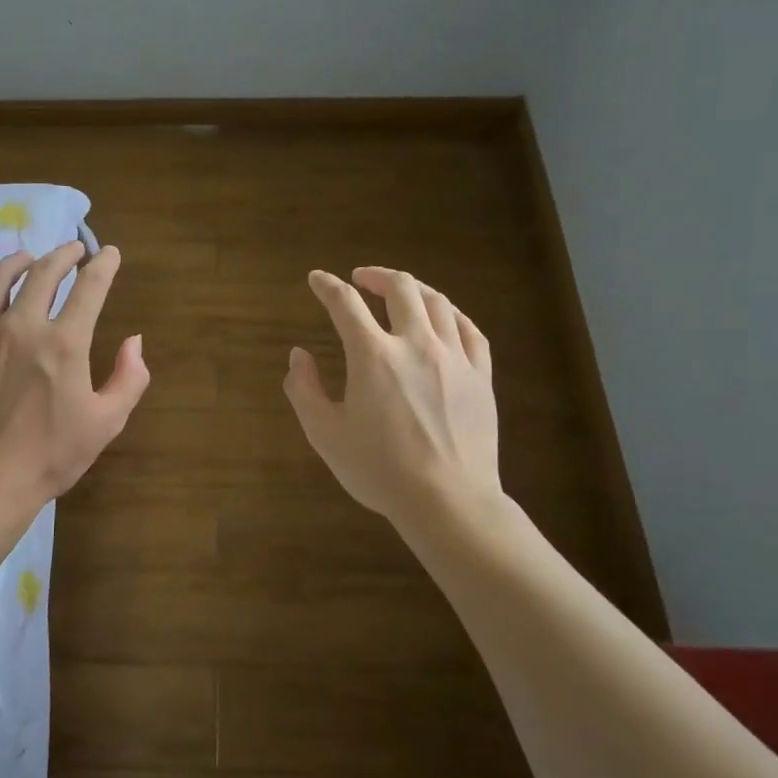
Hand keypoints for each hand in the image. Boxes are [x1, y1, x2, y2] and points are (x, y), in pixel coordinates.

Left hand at [0, 241, 148, 507]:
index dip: (104, 265)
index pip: (89, 288)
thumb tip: (134, 341)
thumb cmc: (49, 457)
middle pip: (43, 273)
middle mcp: (20, 326)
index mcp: (63, 342)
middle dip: (63, 254)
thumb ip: (129, 379)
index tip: (110, 253)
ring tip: (27, 258)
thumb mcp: (106, 423)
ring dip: (16, 262)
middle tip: (73, 249)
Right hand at [284, 267, 500, 523]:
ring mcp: (454, 358)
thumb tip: (298, 355)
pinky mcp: (480, 376)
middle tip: (361, 279)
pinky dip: (452, 315)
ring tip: (402, 291)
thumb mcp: (326, 434)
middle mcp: (416, 344)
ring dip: (414, 289)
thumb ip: (304, 390)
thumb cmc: (380, 470)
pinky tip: (444, 318)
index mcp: (373, 356)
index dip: (327, 286)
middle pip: (400, 289)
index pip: (345, 304)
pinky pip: (470, 330)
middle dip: (376, 276)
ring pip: (438, 303)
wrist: (448, 501)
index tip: (317, 279)